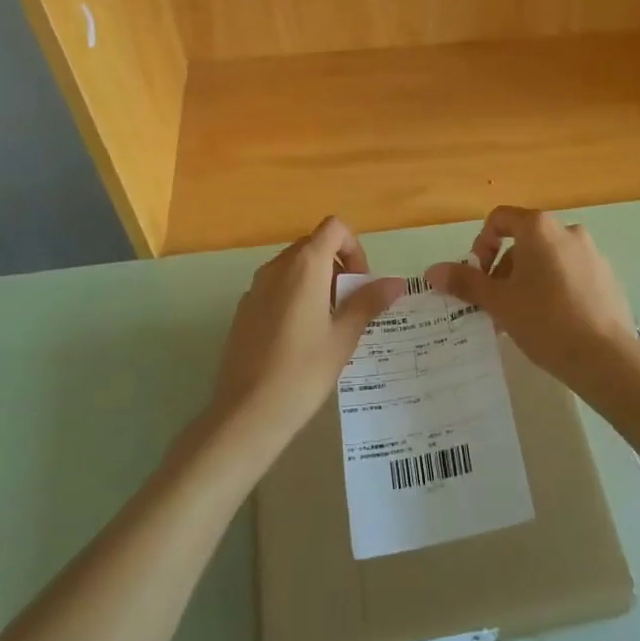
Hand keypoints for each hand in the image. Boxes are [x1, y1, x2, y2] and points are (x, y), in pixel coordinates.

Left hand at [211, 217, 404, 439]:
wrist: (247, 412)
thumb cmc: (303, 371)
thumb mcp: (344, 337)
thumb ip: (368, 302)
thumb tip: (396, 282)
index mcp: (305, 266)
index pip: (334, 228)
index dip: (353, 247)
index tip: (360, 283)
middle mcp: (277, 267)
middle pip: (313, 245)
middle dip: (337, 266)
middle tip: (350, 306)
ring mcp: (255, 287)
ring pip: (293, 267)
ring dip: (316, 282)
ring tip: (328, 325)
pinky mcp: (243, 310)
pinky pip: (275, 288)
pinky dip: (293, 297)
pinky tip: (300, 340)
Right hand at [424, 207, 636, 384]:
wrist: (604, 357)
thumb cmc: (544, 320)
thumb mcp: (498, 302)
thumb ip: (465, 281)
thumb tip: (432, 271)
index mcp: (539, 228)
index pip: (500, 219)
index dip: (482, 244)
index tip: (479, 276)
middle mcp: (568, 231)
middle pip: (524, 240)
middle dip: (504, 269)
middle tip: (496, 303)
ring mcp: (592, 254)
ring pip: (548, 259)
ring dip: (528, 280)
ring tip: (521, 317)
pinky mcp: (607, 277)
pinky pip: (571, 274)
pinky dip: (554, 288)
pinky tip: (551, 323)